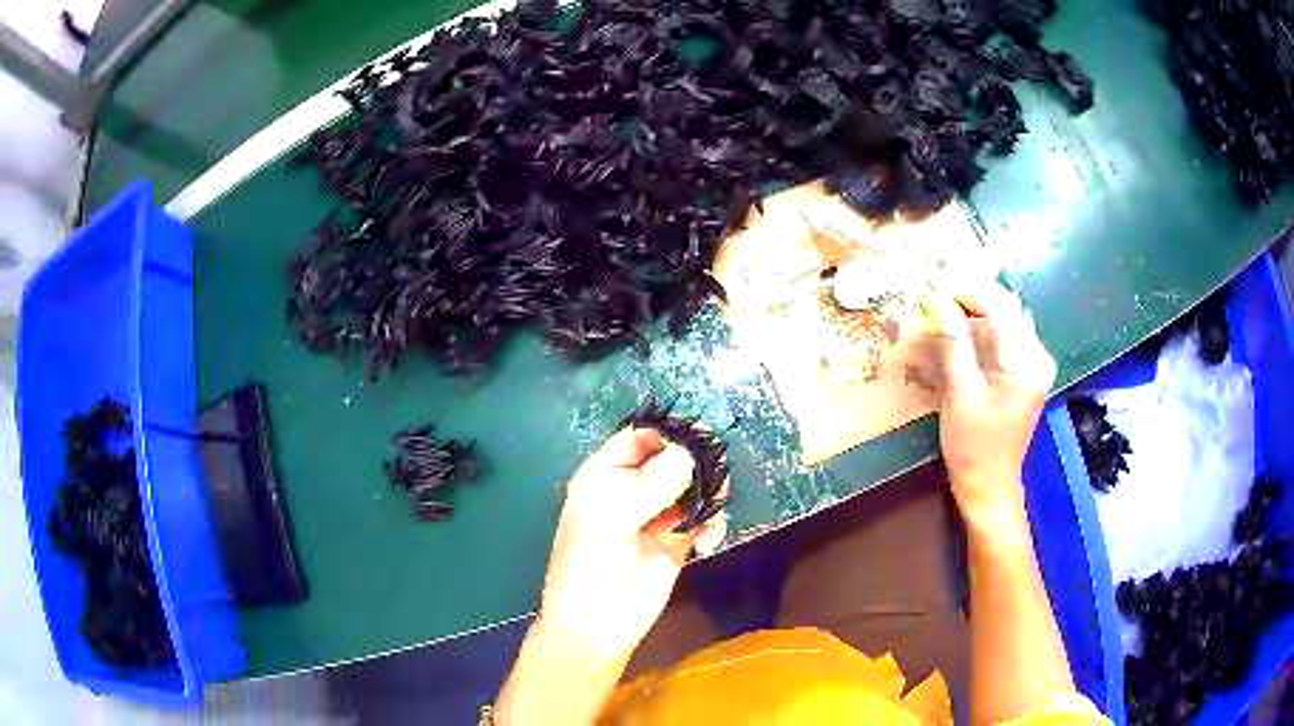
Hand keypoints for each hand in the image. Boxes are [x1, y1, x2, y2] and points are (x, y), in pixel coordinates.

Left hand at [537, 427, 725, 661]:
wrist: (597, 629)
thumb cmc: (587, 571)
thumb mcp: (609, 524)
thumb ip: (648, 488)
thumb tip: (688, 455)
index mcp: (604, 477)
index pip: (639, 438)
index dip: (669, 434)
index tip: (702, 437)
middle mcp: (632, 490)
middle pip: (673, 460)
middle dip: (698, 465)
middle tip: (717, 479)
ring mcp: (656, 517)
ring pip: (693, 489)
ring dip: (710, 496)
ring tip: (714, 514)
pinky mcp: (677, 542)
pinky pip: (703, 520)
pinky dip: (713, 525)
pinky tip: (710, 542)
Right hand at [932, 280, 1056, 529]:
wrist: (990, 486)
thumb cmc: (973, 447)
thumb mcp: (960, 394)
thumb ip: (954, 343)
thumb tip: (938, 300)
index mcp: (1027, 362)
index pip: (1000, 307)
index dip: (968, 290)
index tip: (935, 286)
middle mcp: (1039, 356)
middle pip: (1007, 308)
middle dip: (972, 297)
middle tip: (937, 297)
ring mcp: (1036, 363)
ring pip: (1007, 318)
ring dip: (978, 310)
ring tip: (945, 310)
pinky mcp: (1028, 371)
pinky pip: (1008, 334)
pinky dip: (985, 326)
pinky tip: (964, 331)